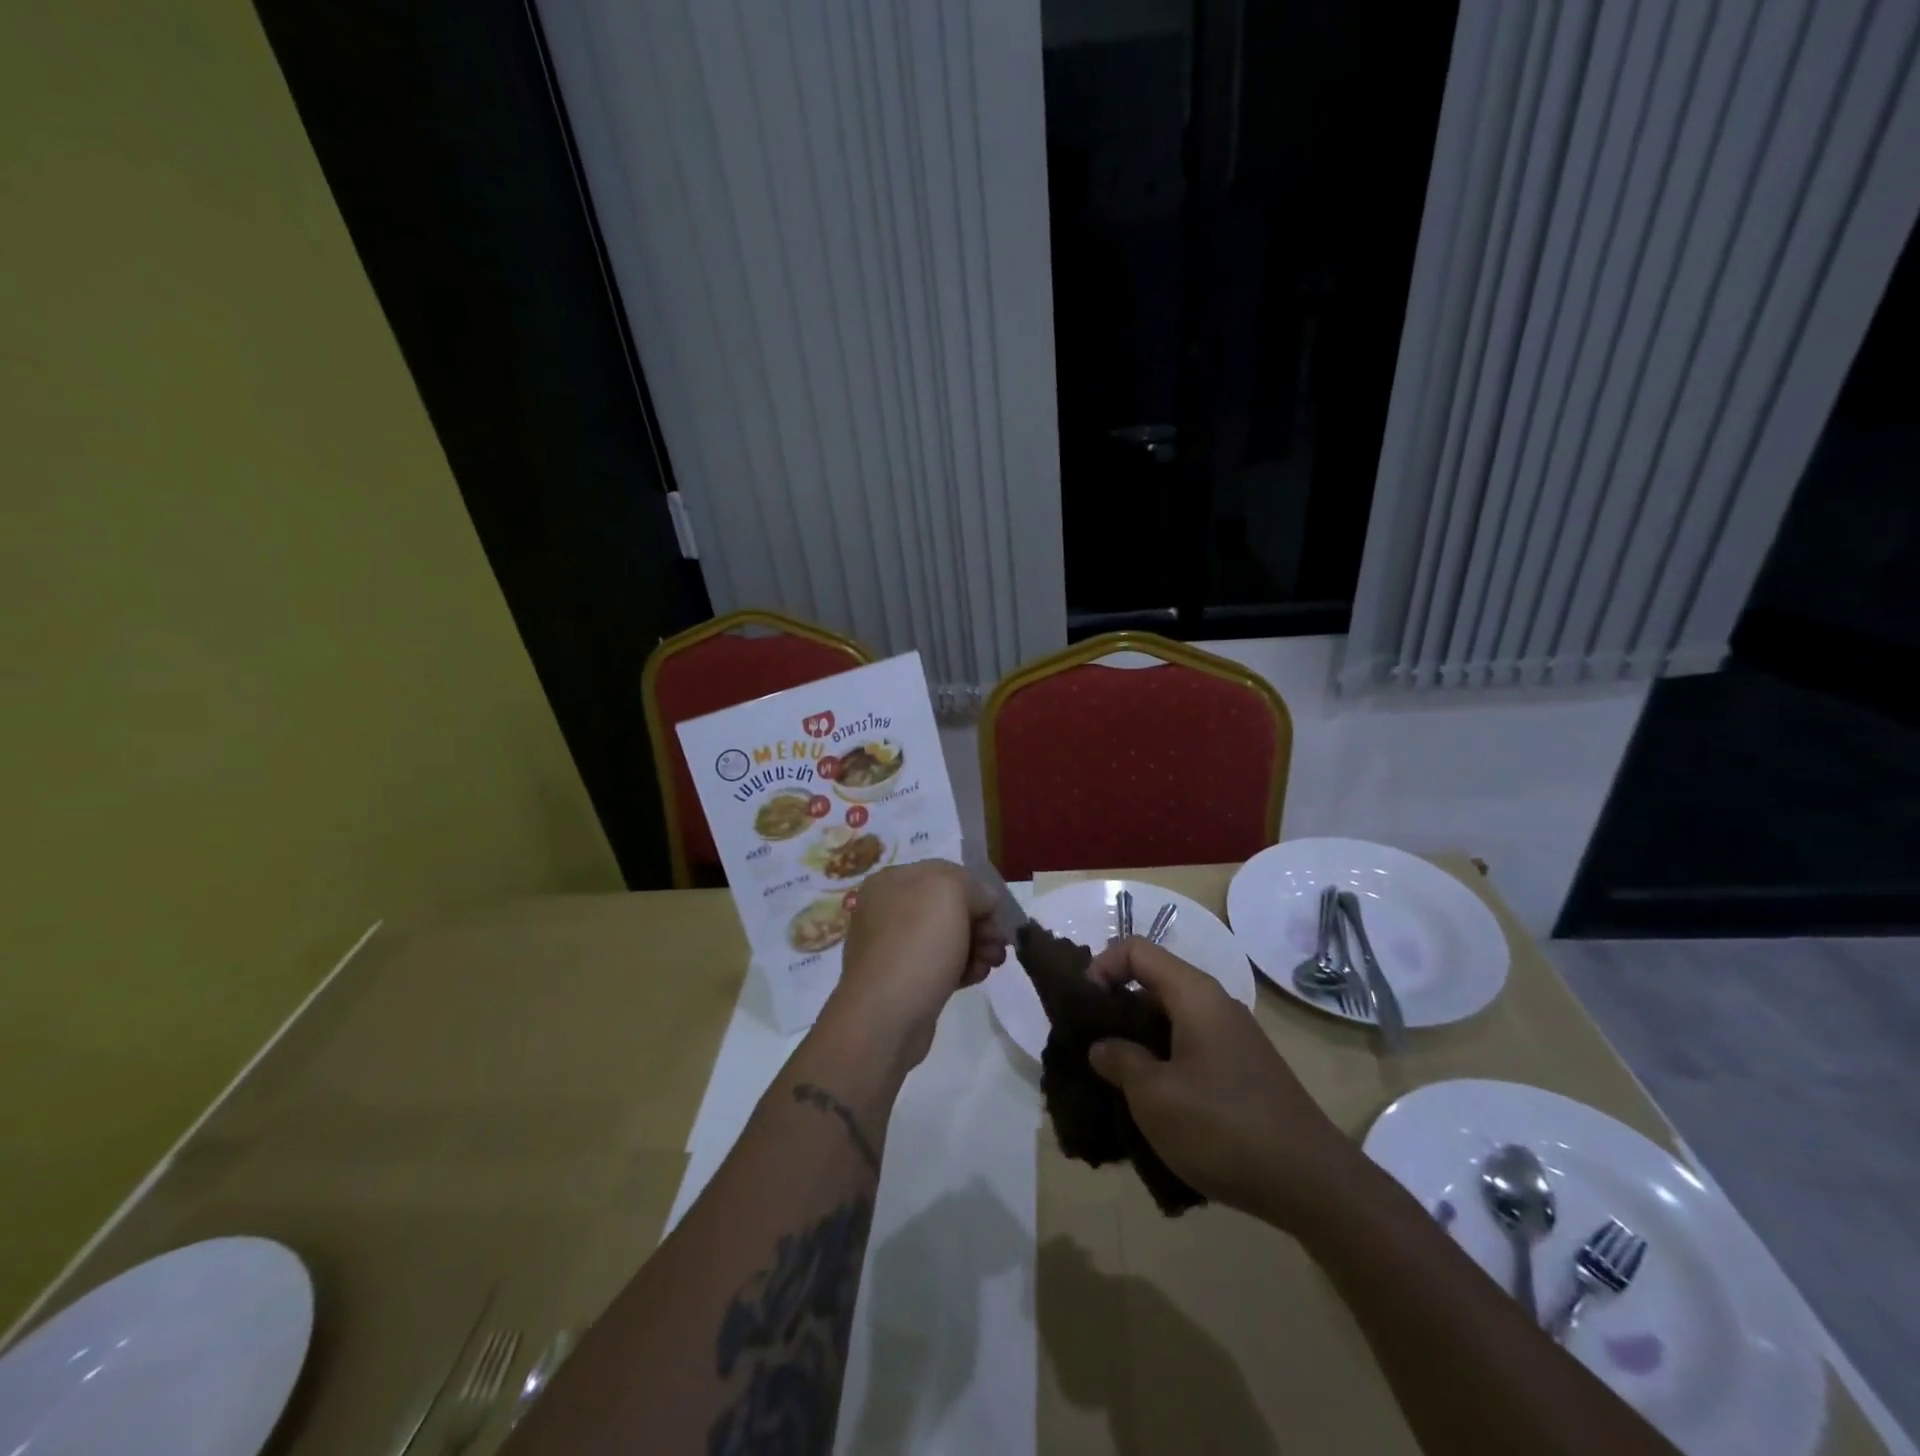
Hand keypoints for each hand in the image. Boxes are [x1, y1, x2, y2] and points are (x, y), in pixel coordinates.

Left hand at [824, 861, 1007, 1069]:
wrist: (885, 1017)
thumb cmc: (917, 945)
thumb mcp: (951, 893)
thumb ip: (974, 887)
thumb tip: (983, 903)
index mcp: (892, 881)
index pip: (946, 872)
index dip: (977, 890)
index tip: (997, 914)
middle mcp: (888, 909)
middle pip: (949, 906)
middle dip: (981, 922)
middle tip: (999, 944)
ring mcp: (893, 946)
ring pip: (948, 937)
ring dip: (977, 946)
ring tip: (991, 964)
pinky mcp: (903, 979)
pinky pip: (940, 964)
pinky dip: (962, 967)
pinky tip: (976, 977)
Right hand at [1084, 938, 1362, 1229]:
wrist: (1313, 1184)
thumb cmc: (1224, 1127)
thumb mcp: (1155, 1096)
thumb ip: (1119, 1060)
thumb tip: (1103, 1046)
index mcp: (1195, 994)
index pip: (1136, 950)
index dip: (1101, 967)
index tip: (1083, 1009)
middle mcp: (1215, 1004)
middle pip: (1153, 982)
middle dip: (1115, 1008)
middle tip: (1089, 1046)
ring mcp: (1232, 1038)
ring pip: (1171, 1019)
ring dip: (1137, 1040)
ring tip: (1113, 1079)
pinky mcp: (1242, 1070)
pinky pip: (1190, 1047)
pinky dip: (1163, 1061)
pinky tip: (1153, 1102)